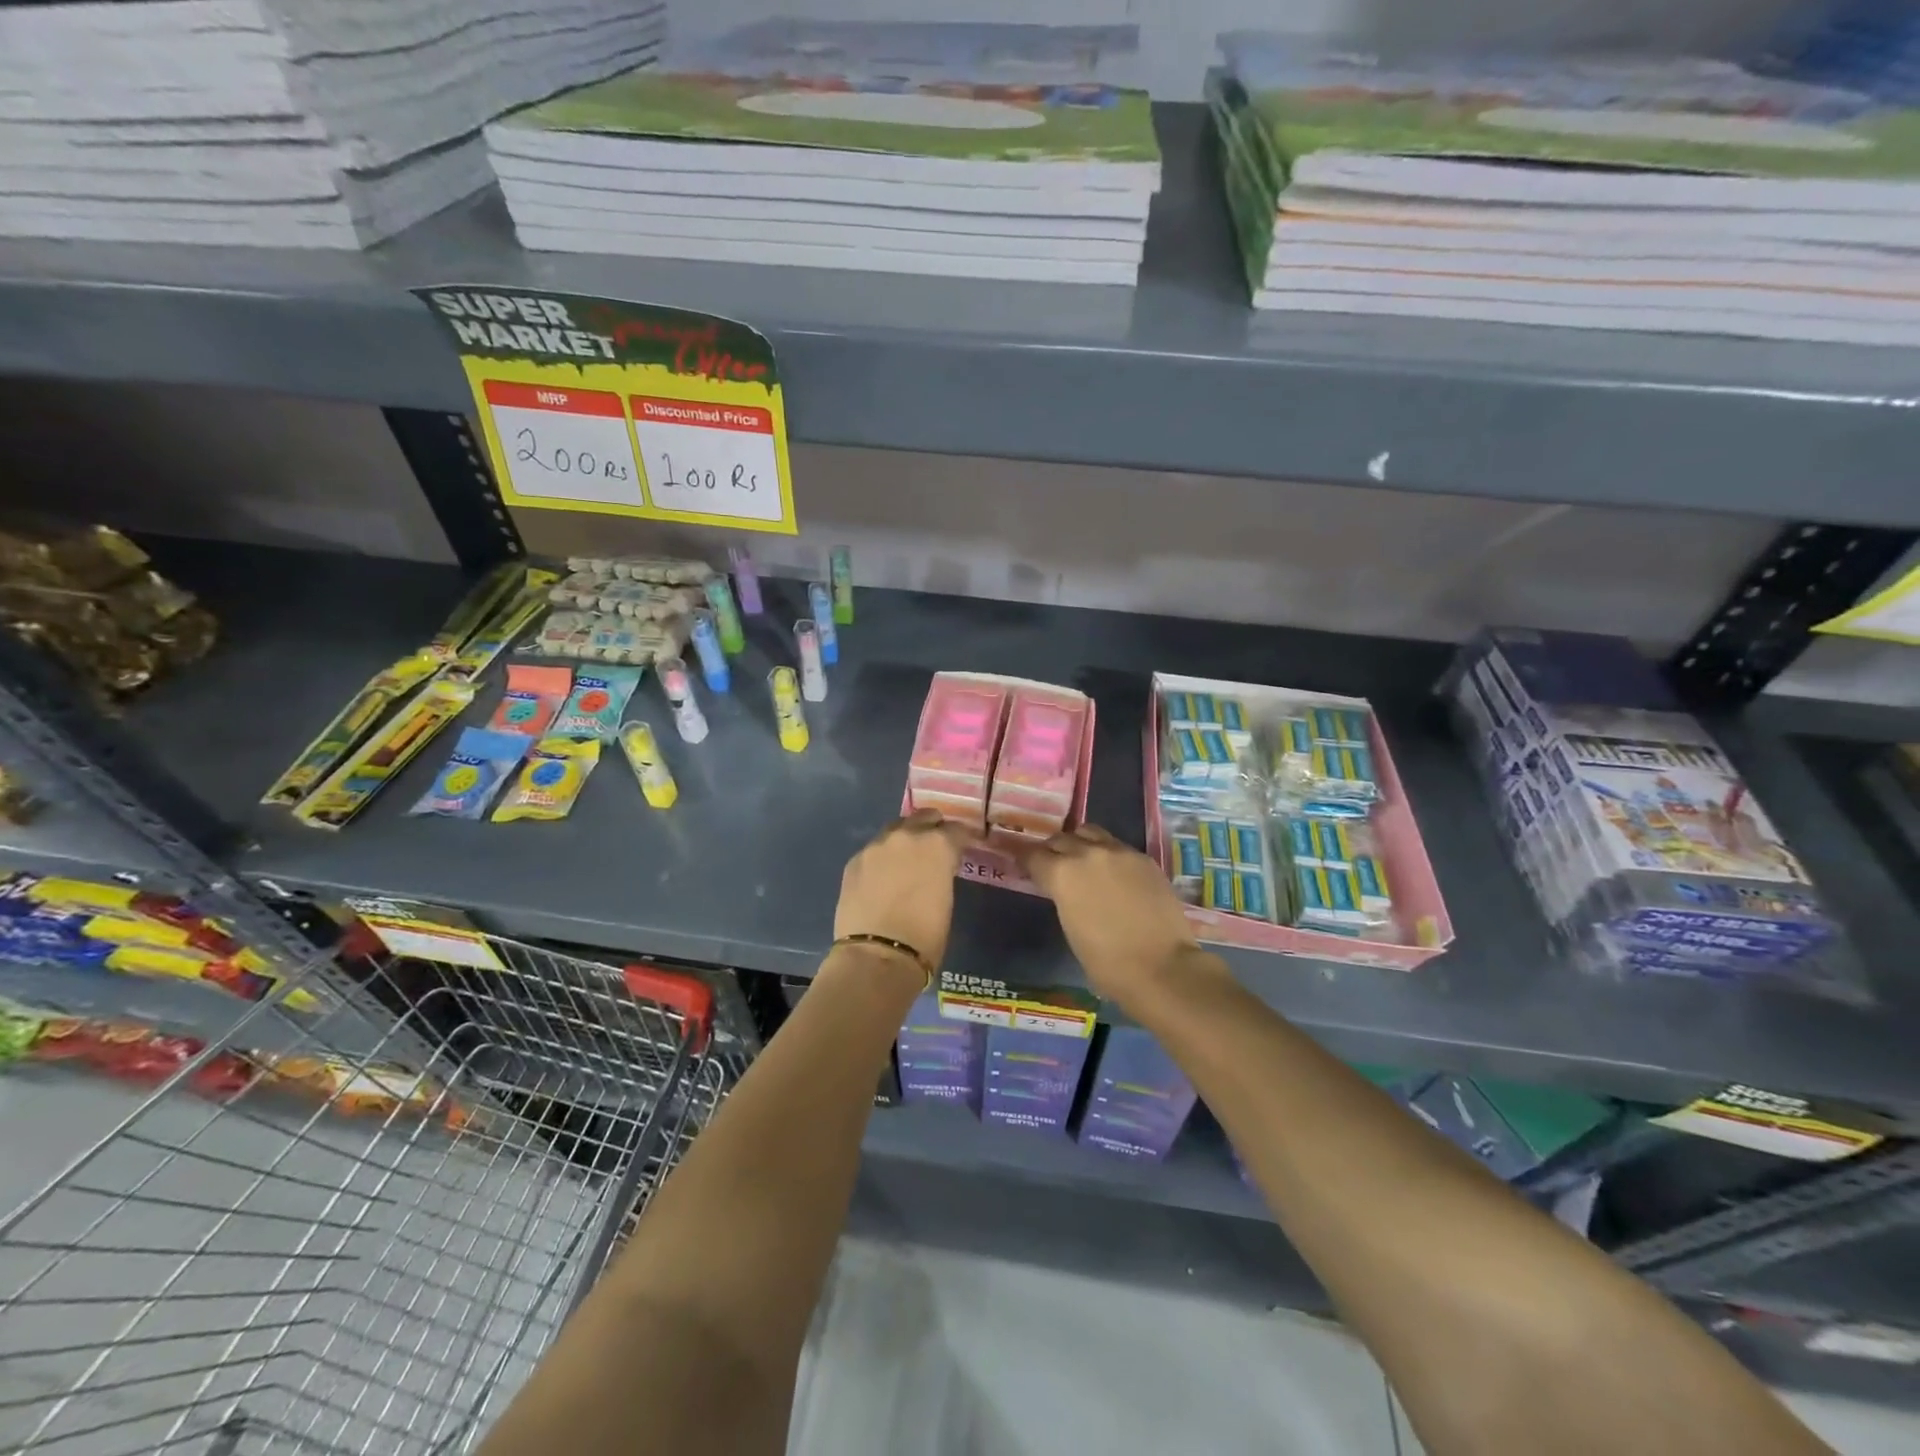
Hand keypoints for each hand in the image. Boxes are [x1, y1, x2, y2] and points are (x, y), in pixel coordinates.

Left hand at [834, 809, 973, 968]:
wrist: (877, 956)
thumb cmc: (925, 937)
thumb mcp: (946, 900)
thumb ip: (941, 873)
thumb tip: (936, 870)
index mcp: (937, 845)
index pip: (956, 830)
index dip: (961, 838)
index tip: (963, 846)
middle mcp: (906, 836)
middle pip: (923, 818)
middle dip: (932, 828)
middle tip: (935, 845)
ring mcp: (876, 846)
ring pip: (895, 830)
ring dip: (904, 839)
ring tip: (906, 858)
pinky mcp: (854, 861)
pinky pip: (874, 851)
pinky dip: (882, 857)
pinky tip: (882, 875)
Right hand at [1018, 824, 1208, 1009]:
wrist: (1161, 967)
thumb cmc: (1107, 962)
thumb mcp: (1070, 928)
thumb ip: (1063, 897)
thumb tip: (1065, 890)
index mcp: (1062, 873)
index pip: (1033, 855)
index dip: (1026, 861)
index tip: (1025, 867)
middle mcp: (1088, 853)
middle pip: (1060, 839)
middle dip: (1053, 851)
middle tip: (1053, 867)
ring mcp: (1120, 852)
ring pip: (1090, 833)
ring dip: (1080, 844)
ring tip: (1084, 862)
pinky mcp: (1144, 859)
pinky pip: (1118, 847)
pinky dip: (1108, 855)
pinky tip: (1114, 875)